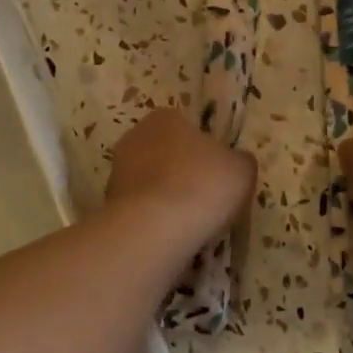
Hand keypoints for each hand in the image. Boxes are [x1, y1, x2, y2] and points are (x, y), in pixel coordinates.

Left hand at [105, 108, 255, 246]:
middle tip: (206, 198)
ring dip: (167, 197)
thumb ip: (238, 160)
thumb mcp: (242, 169)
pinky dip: (154, 218)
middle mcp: (135, 137)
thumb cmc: (203, 186)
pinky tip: (170, 235)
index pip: (188, 126)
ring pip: (151, 182)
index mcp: (165, 117)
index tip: (218, 173)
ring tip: (190, 222)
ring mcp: (117, 172)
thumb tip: (234, 161)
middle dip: (182, 172)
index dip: (206, 149)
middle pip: (166, 153)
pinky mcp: (110, 204)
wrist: (155, 230)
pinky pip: (141, 208)